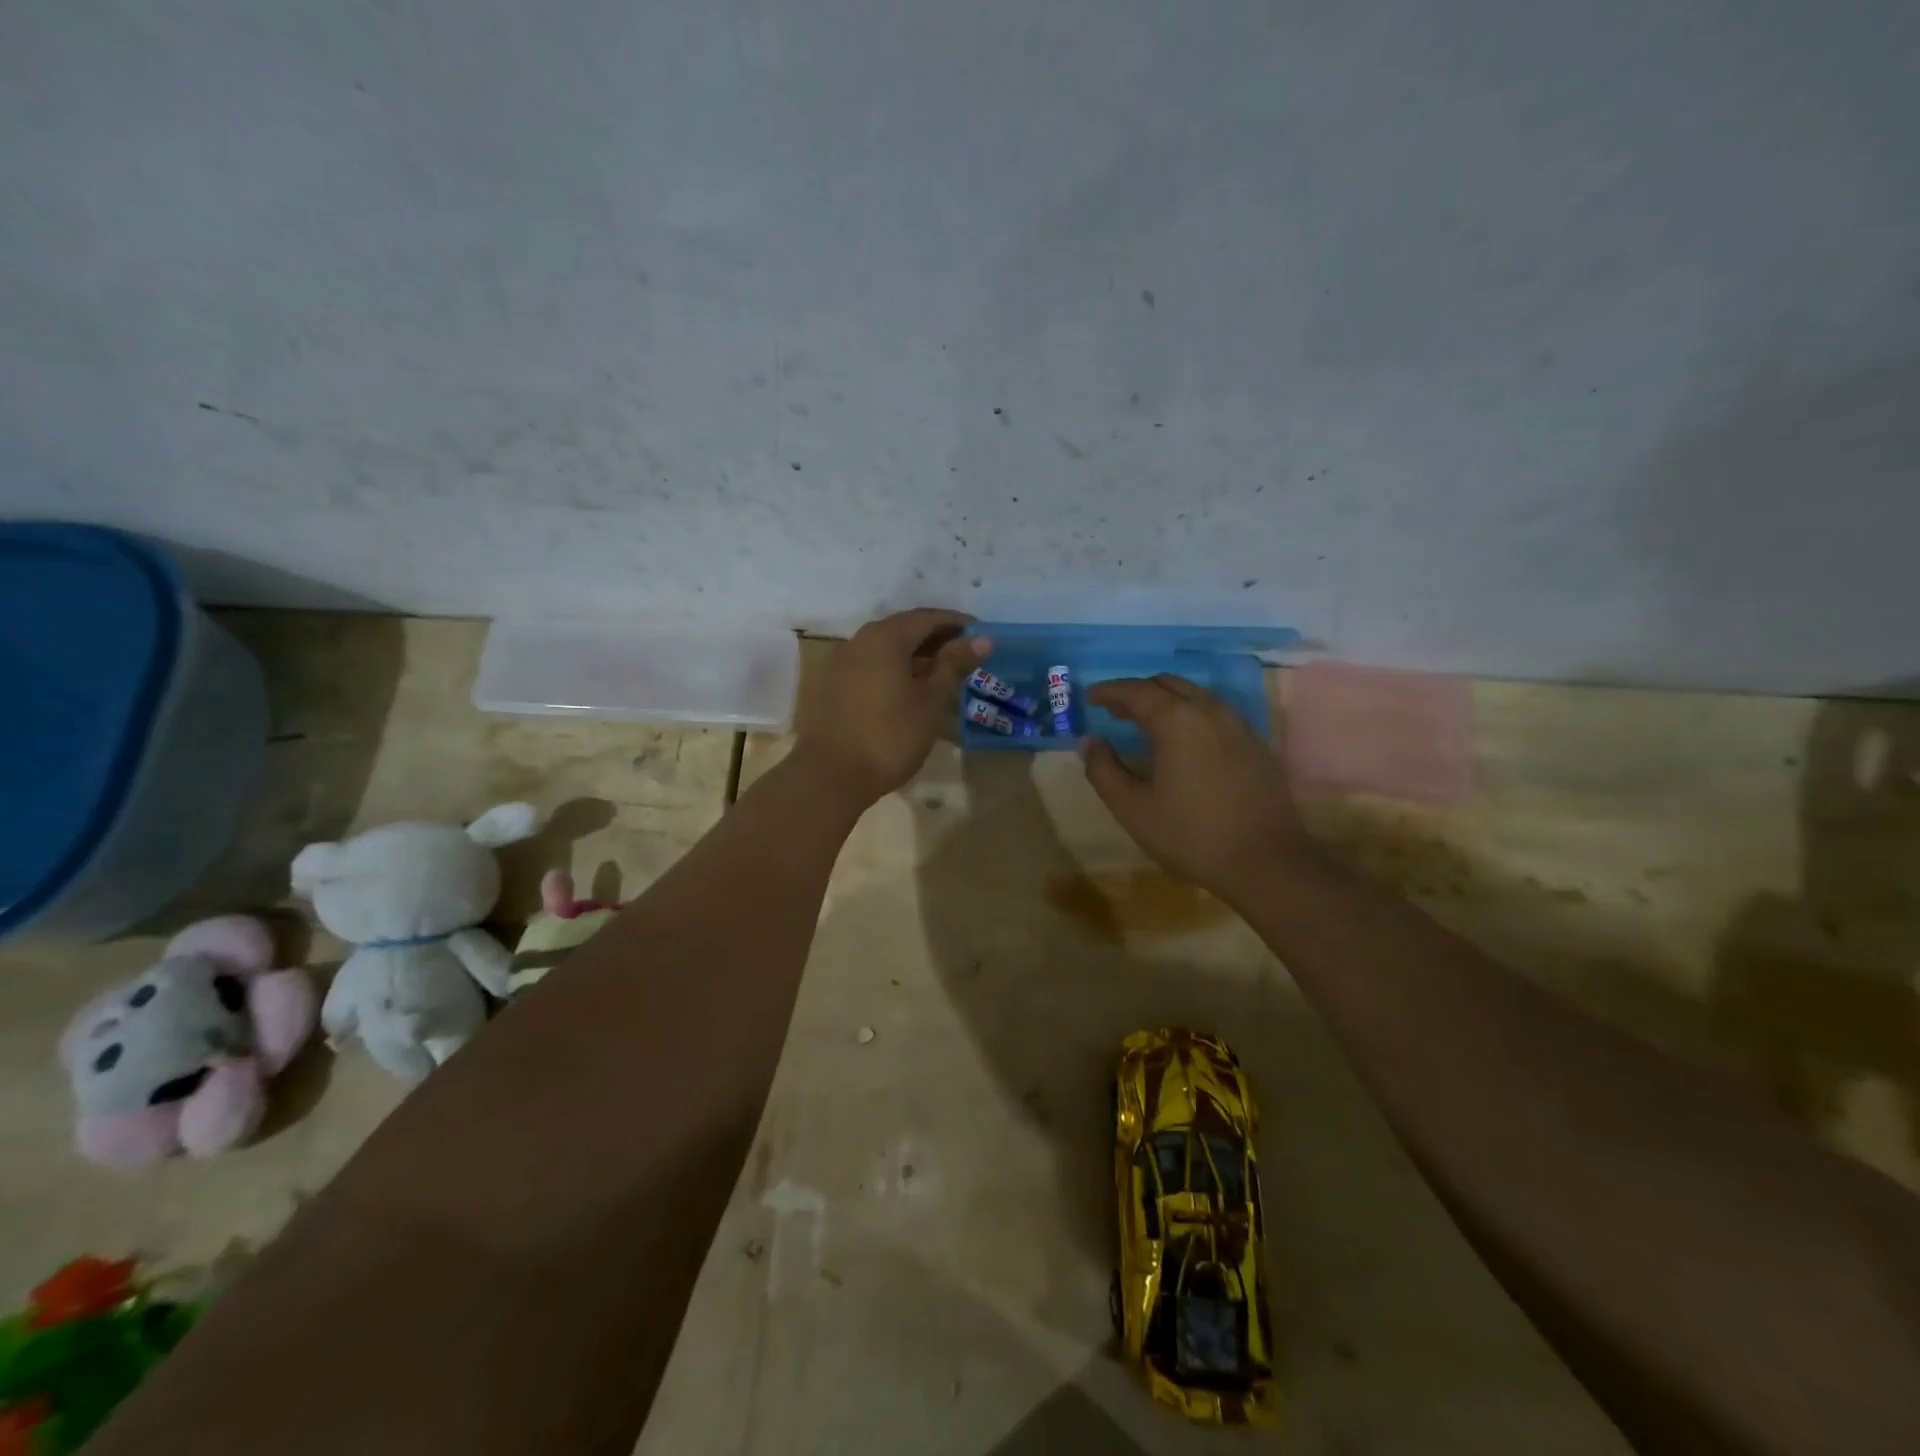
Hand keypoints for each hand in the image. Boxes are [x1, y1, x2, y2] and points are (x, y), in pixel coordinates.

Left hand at [792, 608, 986, 806]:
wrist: (830, 775)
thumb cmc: (890, 736)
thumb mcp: (931, 701)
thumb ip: (955, 665)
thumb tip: (982, 639)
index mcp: (885, 637)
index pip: (927, 618)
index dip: (957, 624)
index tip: (981, 634)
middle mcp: (859, 641)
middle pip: (904, 629)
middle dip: (936, 639)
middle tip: (966, 655)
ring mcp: (841, 663)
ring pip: (886, 649)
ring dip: (915, 656)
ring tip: (943, 675)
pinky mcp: (833, 686)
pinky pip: (871, 666)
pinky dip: (895, 669)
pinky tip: (910, 690)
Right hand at [1080, 674, 1312, 903]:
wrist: (1264, 861)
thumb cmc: (1190, 834)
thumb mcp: (1132, 808)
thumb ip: (1104, 770)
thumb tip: (1089, 742)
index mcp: (1176, 720)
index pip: (1135, 691)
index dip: (1109, 691)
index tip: (1090, 697)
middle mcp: (1209, 711)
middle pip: (1168, 685)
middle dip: (1138, 692)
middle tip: (1115, 711)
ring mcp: (1238, 725)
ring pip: (1195, 696)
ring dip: (1166, 702)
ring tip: (1146, 724)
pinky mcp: (1256, 745)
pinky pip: (1216, 714)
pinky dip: (1191, 716)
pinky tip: (1184, 743)